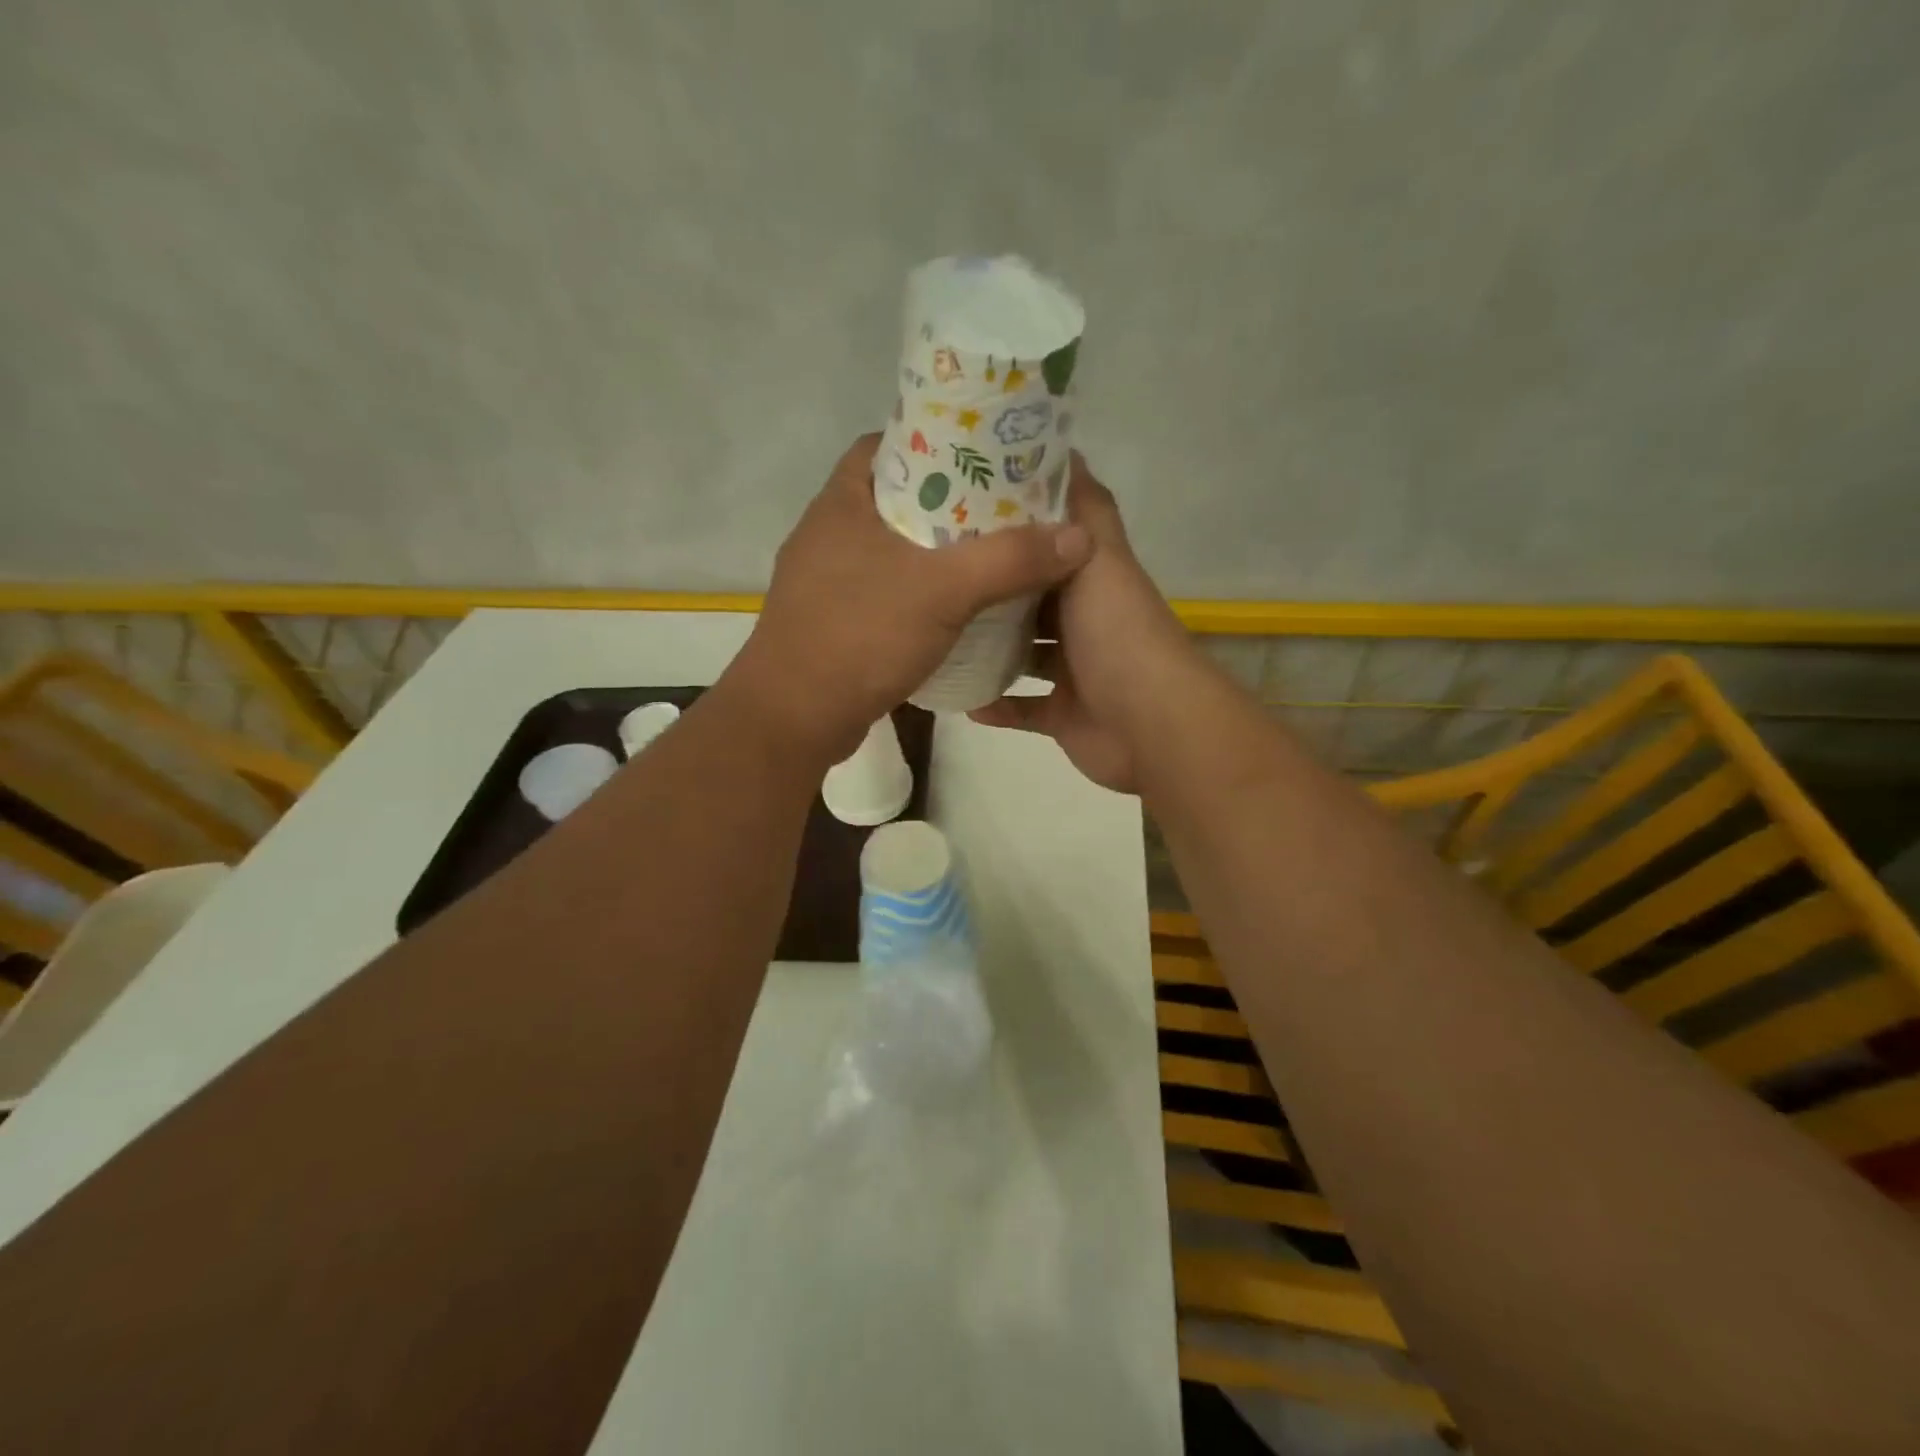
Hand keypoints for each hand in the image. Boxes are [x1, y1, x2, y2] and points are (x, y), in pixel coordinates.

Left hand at [729, 434, 1093, 763]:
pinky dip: (920, 593)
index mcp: (842, 502)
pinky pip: (886, 591)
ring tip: (992, 555)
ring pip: (893, 549)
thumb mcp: (943, 590)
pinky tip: (957, 608)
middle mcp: (829, 533)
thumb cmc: (860, 636)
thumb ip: (1010, 560)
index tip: (984, 455)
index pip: (887, 444)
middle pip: (898, 498)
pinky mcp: (834, 621)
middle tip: (1005, 509)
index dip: (936, 441)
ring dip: (937, 553)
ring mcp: (827, 581)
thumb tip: (1078, 536)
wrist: (794, 718)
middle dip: (950, 502)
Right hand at [968, 453, 1199, 793]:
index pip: (1053, 544)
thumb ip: (1083, 510)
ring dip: (989, 649)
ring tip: (940, 634)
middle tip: (937, 574)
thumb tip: (1064, 448)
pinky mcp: (1064, 714)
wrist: (1150, 723)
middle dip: (993, 589)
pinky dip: (996, 704)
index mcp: (1094, 579)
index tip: (965, 510)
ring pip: (1024, 654)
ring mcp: (1075, 670)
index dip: (1016, 526)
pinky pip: (1022, 708)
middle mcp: (1086, 621)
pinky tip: (962, 697)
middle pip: (1032, 599)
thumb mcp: (1100, 557)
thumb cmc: (1117, 634)